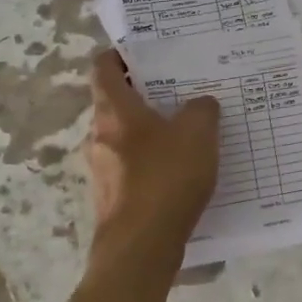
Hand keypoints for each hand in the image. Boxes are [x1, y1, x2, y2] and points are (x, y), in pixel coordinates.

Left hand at [85, 51, 220, 252]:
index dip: (120, 55)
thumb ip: (202, 110)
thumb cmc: (166, 178)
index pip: (103, 68)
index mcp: (114, 111)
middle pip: (115, 105)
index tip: (144, 53)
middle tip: (178, 92)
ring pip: (123, 139)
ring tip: (185, 134)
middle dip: (143, 97)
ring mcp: (101, 170)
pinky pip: (131, 169)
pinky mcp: (111, 199)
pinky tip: (179, 173)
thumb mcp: (198, 134)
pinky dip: (150, 164)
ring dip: (148, 133)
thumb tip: (201, 104)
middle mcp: (99, 136)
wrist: (141, 248)